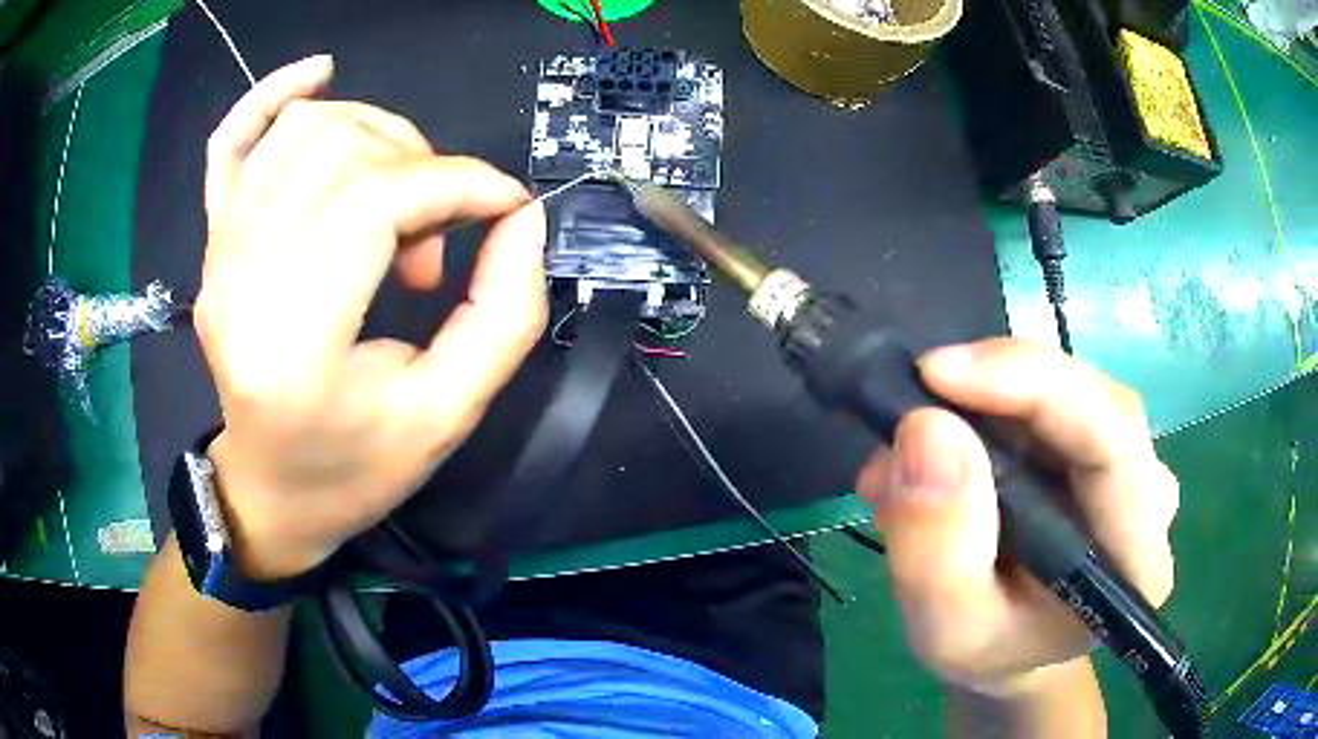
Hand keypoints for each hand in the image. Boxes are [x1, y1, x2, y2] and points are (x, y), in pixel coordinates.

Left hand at [194, 56, 547, 579]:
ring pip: (302, 132)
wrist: (270, 491)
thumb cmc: (354, 469)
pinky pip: (231, 143)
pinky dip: (271, 95)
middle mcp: (238, 284)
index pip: (373, 201)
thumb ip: (504, 313)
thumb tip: (520, 215)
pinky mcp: (212, 243)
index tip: (503, 205)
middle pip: (340, 154)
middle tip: (439, 236)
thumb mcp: (449, 414)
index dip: (455, 182)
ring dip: (375, 139)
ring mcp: (217, 257)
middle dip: (420, 168)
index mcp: (292, 344)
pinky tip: (318, 74)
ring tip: (395, 199)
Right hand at [857, 338, 1177, 695]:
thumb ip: (937, 549)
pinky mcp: (1095, 440)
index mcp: (1136, 554)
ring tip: (902, 462)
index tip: (936, 374)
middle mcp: (1148, 491)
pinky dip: (979, 410)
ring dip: (975, 405)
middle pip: (1085, 399)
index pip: (1110, 436)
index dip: (1032, 385)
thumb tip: (926, 428)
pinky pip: (1042, 400)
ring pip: (1059, 391)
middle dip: (990, 391)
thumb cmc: (989, 649)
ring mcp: (1127, 459)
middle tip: (903, 416)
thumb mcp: (947, 629)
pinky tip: (935, 456)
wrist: (1012, 647)